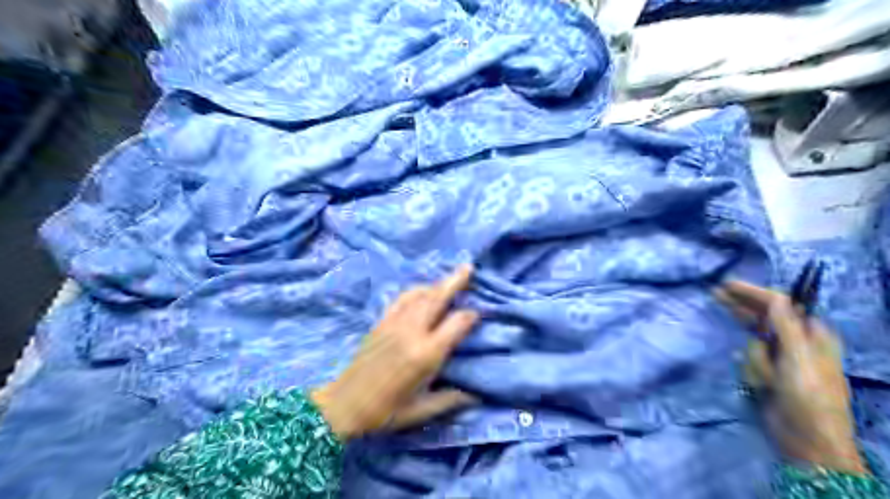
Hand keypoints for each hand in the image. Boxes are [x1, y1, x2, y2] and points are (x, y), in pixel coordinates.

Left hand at [312, 266, 478, 439]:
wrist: (343, 405)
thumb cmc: (385, 412)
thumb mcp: (421, 411)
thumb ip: (450, 400)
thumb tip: (476, 395)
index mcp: (426, 354)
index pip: (457, 323)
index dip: (470, 316)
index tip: (478, 314)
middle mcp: (412, 332)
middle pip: (437, 298)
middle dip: (455, 282)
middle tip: (469, 268)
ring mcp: (395, 323)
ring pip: (420, 295)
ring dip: (437, 284)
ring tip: (451, 276)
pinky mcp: (381, 322)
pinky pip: (402, 298)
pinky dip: (416, 290)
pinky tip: (423, 289)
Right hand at [714, 280, 869, 472]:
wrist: (805, 439)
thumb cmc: (809, 396)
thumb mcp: (799, 358)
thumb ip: (786, 325)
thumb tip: (777, 297)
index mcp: (812, 334)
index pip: (779, 303)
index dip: (754, 292)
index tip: (727, 285)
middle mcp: (795, 341)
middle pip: (762, 316)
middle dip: (742, 309)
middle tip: (715, 292)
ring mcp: (779, 357)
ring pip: (752, 343)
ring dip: (755, 361)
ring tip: (768, 381)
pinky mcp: (766, 372)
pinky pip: (749, 360)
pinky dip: (752, 371)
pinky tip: (762, 385)